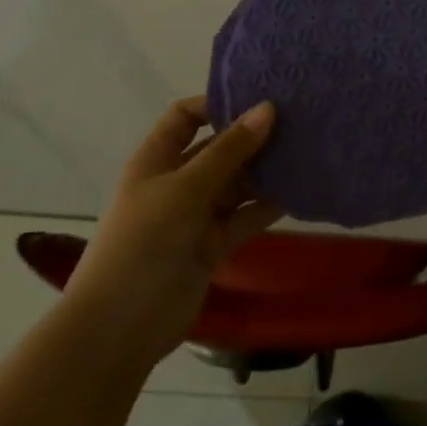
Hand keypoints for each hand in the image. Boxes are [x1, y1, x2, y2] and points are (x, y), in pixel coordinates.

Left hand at [66, 97, 281, 363]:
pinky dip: (267, 207)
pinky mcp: (212, 245)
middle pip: (217, 149)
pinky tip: (299, 193)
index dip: (217, 104)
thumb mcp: (185, 189)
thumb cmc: (144, 243)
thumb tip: (267, 108)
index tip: (259, 98)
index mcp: (156, 159)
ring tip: (307, 152)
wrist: (120, 327)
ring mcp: (195, 215)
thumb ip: (229, 151)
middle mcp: (176, 181)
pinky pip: (244, 217)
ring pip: (236, 184)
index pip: (185, 117)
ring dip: (265, 172)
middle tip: (298, 122)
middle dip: (252, 137)